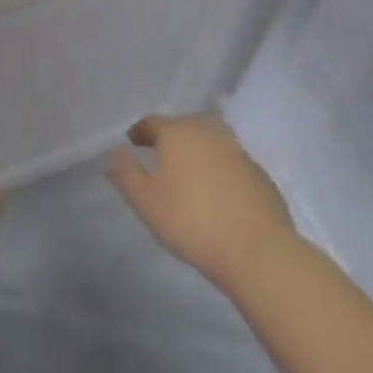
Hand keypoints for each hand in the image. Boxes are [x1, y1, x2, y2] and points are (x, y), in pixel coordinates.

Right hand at [107, 114, 296, 290]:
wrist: (257, 250)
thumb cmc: (192, 222)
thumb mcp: (146, 202)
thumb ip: (126, 175)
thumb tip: (112, 154)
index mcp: (179, 134)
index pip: (153, 122)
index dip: (141, 131)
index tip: (133, 141)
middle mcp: (209, 133)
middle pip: (185, 126)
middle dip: (171, 138)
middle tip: (162, 156)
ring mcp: (238, 152)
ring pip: (212, 142)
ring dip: (199, 152)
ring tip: (191, 173)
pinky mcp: (260, 174)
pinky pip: (232, 164)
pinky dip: (221, 170)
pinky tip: (219, 193)